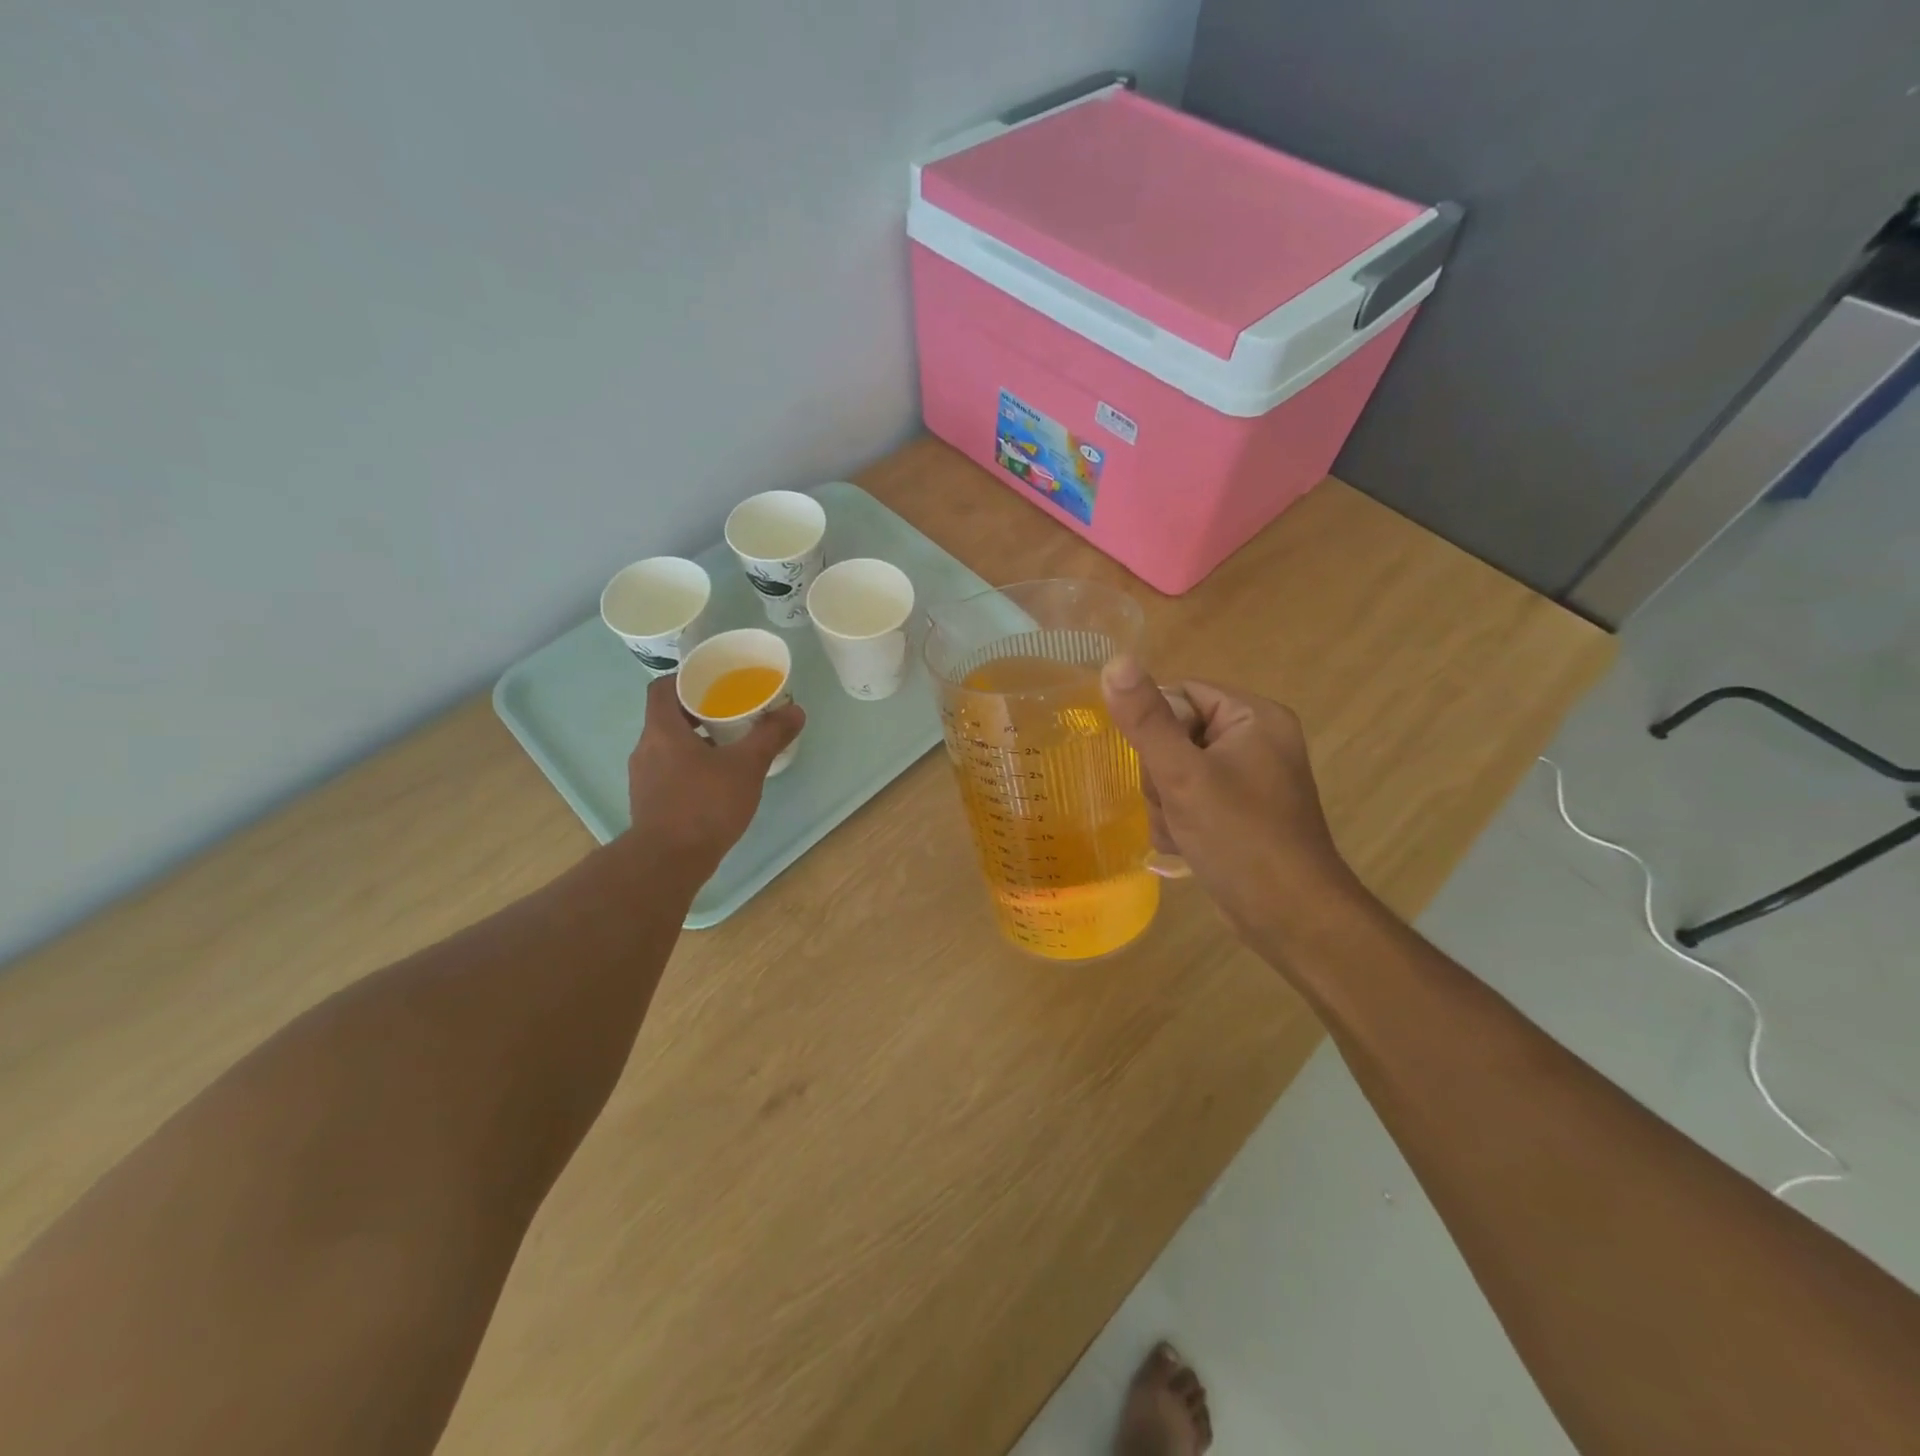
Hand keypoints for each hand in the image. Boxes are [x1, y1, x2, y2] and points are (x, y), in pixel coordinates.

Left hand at [625, 674, 804, 876]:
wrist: (668, 861)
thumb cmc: (705, 804)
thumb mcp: (746, 766)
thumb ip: (770, 735)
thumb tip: (795, 710)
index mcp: (662, 730)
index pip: (662, 688)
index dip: (685, 679)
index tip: (713, 682)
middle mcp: (646, 748)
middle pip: (666, 717)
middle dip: (698, 711)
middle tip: (730, 713)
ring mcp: (643, 778)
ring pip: (668, 746)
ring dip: (694, 741)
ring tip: (728, 747)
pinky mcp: (648, 802)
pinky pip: (668, 771)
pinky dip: (689, 767)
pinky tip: (716, 781)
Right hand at [1100, 655, 1355, 939]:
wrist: (1289, 918)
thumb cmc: (1240, 838)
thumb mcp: (1184, 775)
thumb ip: (1147, 720)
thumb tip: (1115, 661)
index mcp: (1254, 717)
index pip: (1181, 694)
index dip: (1156, 727)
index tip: (1159, 766)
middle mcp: (1255, 741)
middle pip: (1174, 735)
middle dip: (1160, 775)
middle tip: (1174, 804)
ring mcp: (1248, 779)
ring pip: (1175, 771)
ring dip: (1165, 803)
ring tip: (1182, 830)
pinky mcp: (1239, 812)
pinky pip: (1190, 798)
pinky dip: (1179, 821)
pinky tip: (1186, 845)